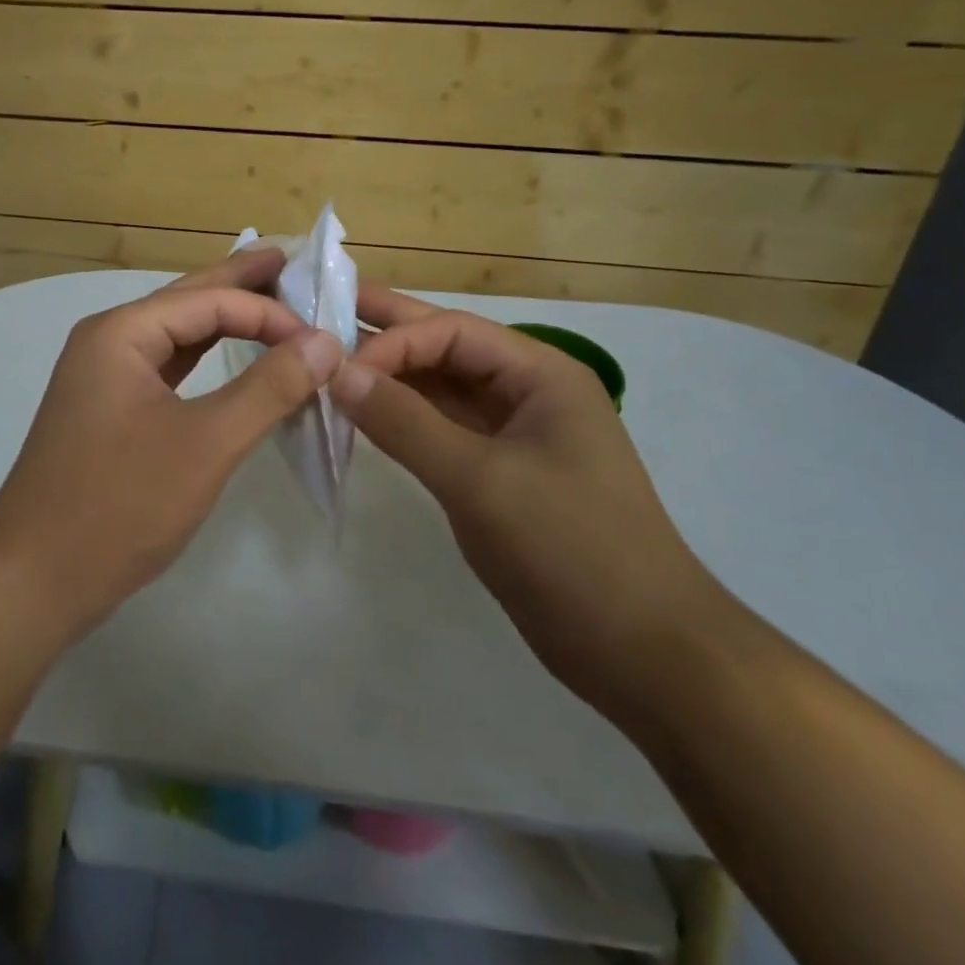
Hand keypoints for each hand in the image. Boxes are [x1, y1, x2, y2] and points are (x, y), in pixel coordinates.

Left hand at [0, 249, 344, 644]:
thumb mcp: (206, 443)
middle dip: (243, 284)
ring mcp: (106, 377)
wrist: (34, 580)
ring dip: (226, 320)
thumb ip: (269, 388)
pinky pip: (169, 368)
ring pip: (178, 335)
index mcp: (121, 332)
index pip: (210, 300)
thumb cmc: (120, 505)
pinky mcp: (111, 411)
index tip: (324, 341)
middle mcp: (109, 341)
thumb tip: (326, 342)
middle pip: (189, 301)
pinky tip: (232, 356)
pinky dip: (207, 359)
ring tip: (275, 300)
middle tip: (294, 262)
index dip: (271, 313)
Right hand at [330, 284, 730, 716]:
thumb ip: (405, 423)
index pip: (452, 332)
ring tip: (328, 362)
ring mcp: (513, 434)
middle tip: (321, 312)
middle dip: (387, 333)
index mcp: (540, 374)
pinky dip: (402, 420)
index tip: (337, 368)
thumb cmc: (570, 551)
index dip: (393, 341)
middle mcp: (526, 392)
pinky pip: (441, 430)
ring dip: (389, 378)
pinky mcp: (498, 474)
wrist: (643, 653)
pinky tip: (362, 414)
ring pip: (440, 390)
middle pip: (446, 349)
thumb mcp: (480, 481)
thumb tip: (338, 372)